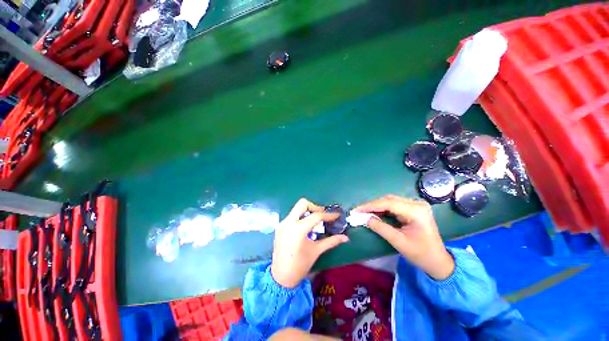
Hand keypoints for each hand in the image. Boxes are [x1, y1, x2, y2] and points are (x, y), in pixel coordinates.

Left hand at [271, 199, 349, 287]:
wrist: (280, 277)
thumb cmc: (300, 265)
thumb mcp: (316, 251)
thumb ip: (331, 241)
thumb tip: (345, 237)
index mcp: (298, 229)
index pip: (316, 216)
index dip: (328, 215)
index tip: (337, 215)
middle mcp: (288, 222)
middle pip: (303, 204)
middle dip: (315, 207)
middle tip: (323, 216)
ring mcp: (282, 223)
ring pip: (296, 208)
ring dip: (307, 211)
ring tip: (316, 221)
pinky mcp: (280, 226)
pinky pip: (292, 215)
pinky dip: (301, 217)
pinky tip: (306, 226)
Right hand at [354, 195, 453, 279]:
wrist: (438, 261)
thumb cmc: (421, 254)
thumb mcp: (399, 242)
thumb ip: (381, 228)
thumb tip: (365, 218)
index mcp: (416, 211)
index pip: (388, 203)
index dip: (370, 206)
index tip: (356, 210)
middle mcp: (416, 204)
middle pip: (389, 200)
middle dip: (372, 205)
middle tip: (359, 211)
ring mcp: (416, 205)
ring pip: (390, 201)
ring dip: (376, 206)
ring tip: (364, 212)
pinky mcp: (413, 209)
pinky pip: (394, 205)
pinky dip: (383, 208)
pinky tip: (375, 213)